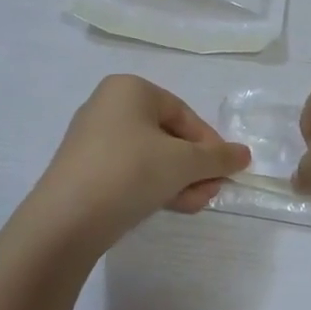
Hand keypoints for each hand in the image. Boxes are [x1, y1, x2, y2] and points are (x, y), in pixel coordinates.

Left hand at [34, 76, 250, 245]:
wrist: (66, 220)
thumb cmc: (130, 172)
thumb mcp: (183, 163)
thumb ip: (218, 157)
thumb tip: (244, 154)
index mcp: (129, 89)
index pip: (183, 113)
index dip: (209, 143)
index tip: (225, 170)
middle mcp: (108, 106)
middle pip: (167, 136)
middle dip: (194, 167)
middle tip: (211, 192)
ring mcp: (92, 139)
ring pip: (150, 157)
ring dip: (178, 180)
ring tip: (195, 205)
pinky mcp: (84, 170)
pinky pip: (128, 171)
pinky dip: (152, 186)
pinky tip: (169, 207)